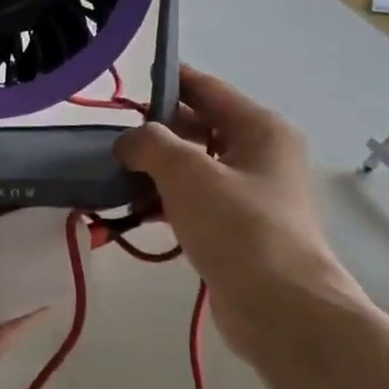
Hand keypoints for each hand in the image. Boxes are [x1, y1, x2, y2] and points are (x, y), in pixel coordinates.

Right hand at [116, 66, 364, 360]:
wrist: (280, 307)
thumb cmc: (238, 227)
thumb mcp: (187, 173)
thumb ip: (150, 144)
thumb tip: (129, 142)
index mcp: (259, 128)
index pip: (206, 89)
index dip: (167, 81)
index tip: (124, 84)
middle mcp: (259, 155)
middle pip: (199, 128)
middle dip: (154, 133)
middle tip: (108, 138)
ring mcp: (250, 195)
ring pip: (193, 169)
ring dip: (154, 172)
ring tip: (110, 177)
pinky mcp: (237, 230)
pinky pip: (194, 203)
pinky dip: (164, 203)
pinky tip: (131, 213)